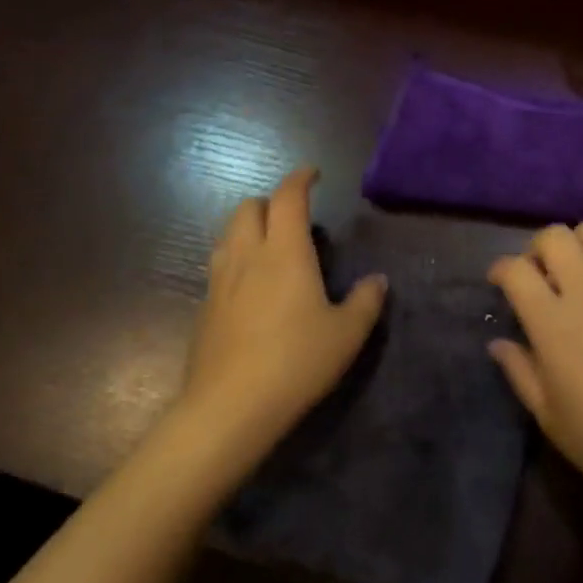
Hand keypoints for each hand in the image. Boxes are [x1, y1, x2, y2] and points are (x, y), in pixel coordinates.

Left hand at [181, 167, 386, 453]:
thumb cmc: (296, 361)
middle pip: (248, 209)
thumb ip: (366, 300)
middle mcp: (247, 257)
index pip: (287, 198)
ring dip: (249, 228)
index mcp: (285, 252)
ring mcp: (220, 282)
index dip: (300, 179)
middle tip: (295, 218)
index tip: (313, 174)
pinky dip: (238, 258)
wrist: (229, 408)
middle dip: (271, 202)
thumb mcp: (347, 333)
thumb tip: (377, 280)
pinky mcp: (205, 308)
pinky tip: (253, 286)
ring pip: (228, 235)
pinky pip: (220, 265)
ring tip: (273, 246)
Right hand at [489, 219, 582, 508]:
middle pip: (555, 236)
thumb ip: (520, 372)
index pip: (516, 270)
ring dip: (582, 241)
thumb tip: (499, 343)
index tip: (500, 282)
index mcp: (554, 324)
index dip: (500, 269)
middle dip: (539, 247)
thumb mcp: (549, 416)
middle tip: (542, 274)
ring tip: (582, 269)